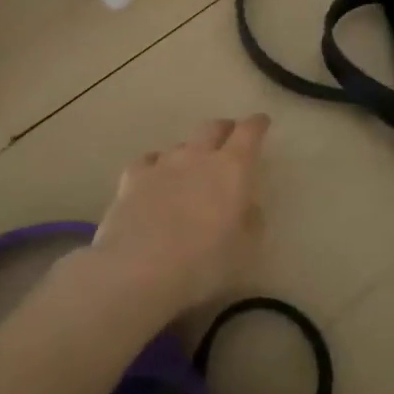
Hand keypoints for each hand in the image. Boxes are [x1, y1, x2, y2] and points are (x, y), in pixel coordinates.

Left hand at [90, 115, 269, 312]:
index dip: (257, 124)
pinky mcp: (131, 179)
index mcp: (233, 168)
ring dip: (191, 151)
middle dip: (224, 129)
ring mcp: (162, 164)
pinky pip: (149, 161)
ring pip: (181, 145)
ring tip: (191, 167)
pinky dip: (157, 164)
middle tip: (230, 137)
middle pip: (212, 128)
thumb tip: (247, 206)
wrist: (138, 271)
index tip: (262, 122)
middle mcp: (198, 156)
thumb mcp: (245, 249)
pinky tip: (156, 176)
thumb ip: (251, 220)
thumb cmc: (203, 262)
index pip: (249, 132)